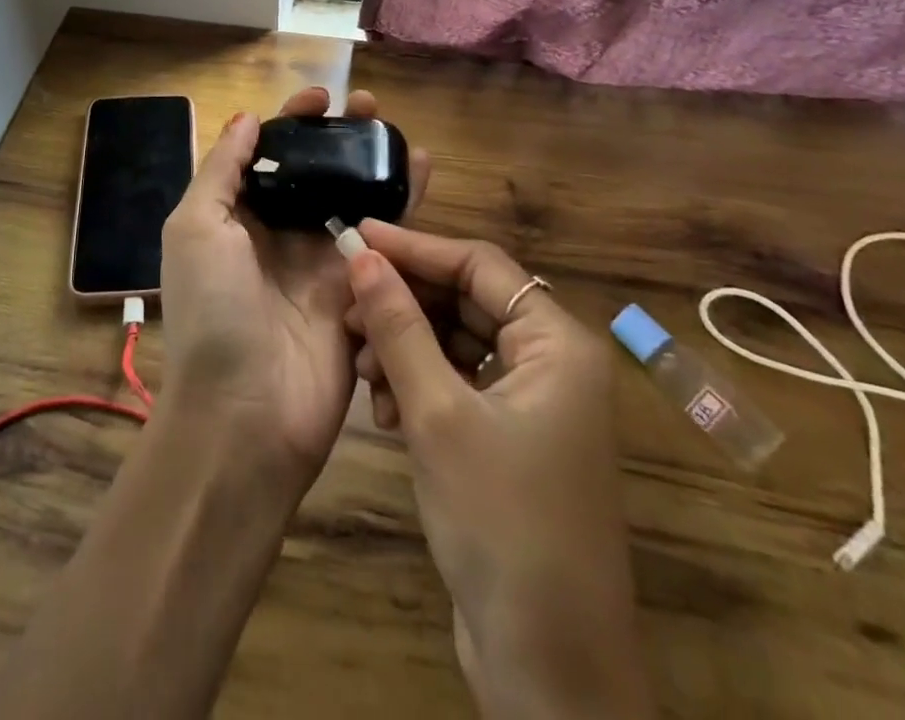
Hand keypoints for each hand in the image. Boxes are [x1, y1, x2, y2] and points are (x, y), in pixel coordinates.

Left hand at [157, 88, 429, 491]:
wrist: (246, 414)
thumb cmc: (213, 310)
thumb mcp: (196, 228)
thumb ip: (221, 171)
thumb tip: (246, 119)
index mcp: (236, 218)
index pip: (266, 156)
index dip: (291, 123)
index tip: (320, 98)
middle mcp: (279, 235)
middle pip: (314, 173)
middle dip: (338, 137)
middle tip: (369, 106)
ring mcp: (322, 263)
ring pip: (353, 198)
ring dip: (373, 162)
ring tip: (397, 128)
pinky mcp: (360, 290)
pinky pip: (385, 239)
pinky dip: (404, 203)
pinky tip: (423, 169)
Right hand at [344, 222, 651, 719]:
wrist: (550, 668)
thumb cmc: (501, 522)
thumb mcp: (438, 413)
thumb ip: (399, 327)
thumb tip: (362, 256)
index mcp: (557, 342)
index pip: (478, 264)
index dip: (414, 247)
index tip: (355, 236)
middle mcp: (552, 360)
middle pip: (467, 300)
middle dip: (405, 303)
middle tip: (347, 308)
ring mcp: (534, 401)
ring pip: (458, 342)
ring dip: (406, 347)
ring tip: (361, 365)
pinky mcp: (512, 436)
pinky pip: (460, 382)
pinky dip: (420, 384)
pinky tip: (383, 407)